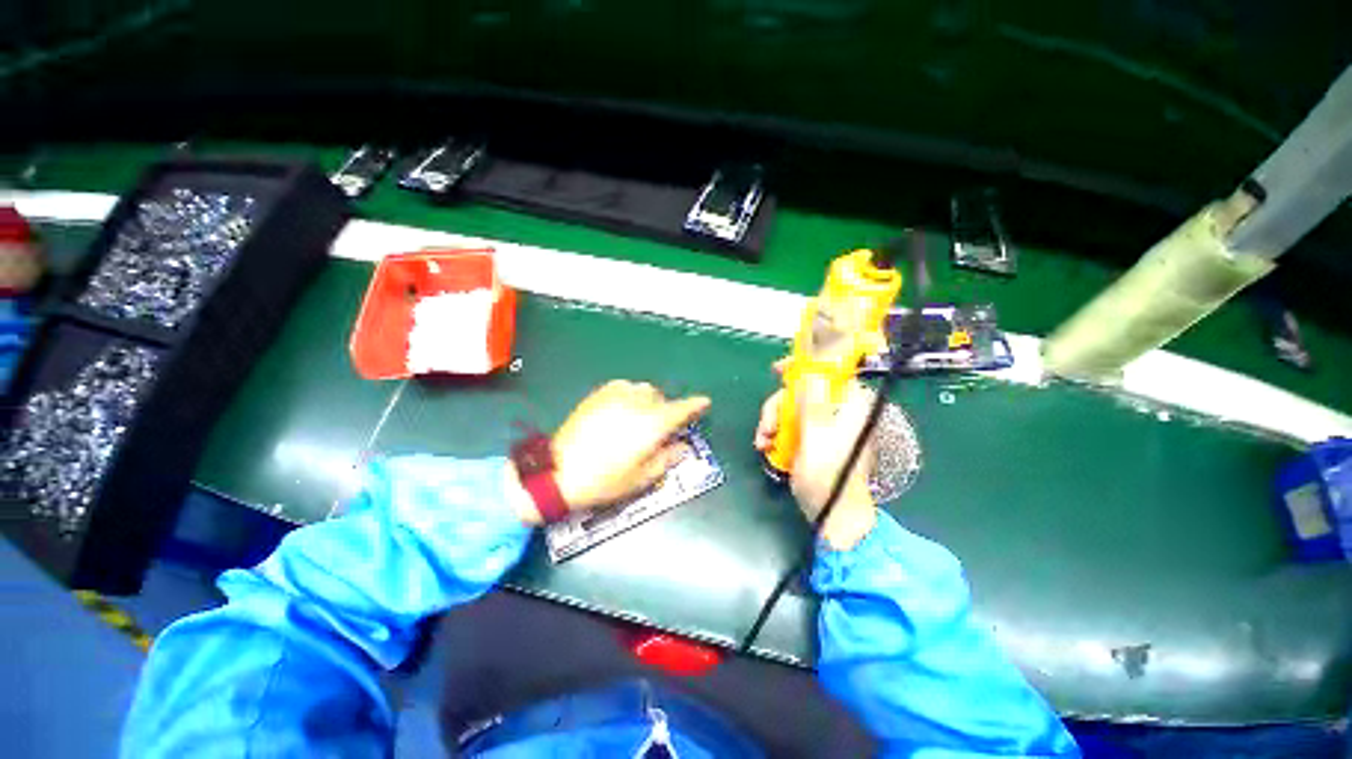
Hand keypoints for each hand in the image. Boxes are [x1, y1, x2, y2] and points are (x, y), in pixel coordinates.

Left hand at [509, 381, 710, 523]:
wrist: (558, 472)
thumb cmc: (604, 480)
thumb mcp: (641, 477)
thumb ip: (666, 458)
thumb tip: (681, 447)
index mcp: (651, 425)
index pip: (681, 409)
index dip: (695, 405)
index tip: (704, 403)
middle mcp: (637, 404)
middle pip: (660, 397)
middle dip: (665, 409)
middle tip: (659, 428)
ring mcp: (616, 396)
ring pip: (642, 389)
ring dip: (647, 400)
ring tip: (639, 418)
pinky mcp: (598, 395)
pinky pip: (622, 387)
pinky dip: (629, 395)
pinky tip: (621, 410)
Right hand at [754, 363, 877, 549]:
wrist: (833, 516)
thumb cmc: (827, 477)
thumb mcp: (815, 436)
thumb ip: (811, 402)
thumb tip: (808, 371)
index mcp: (849, 405)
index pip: (828, 370)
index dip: (802, 365)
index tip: (776, 370)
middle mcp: (839, 410)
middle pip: (802, 391)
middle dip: (778, 406)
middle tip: (766, 426)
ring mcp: (826, 425)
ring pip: (792, 408)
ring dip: (773, 422)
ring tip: (762, 443)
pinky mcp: (815, 438)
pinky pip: (791, 424)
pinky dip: (777, 433)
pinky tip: (767, 447)